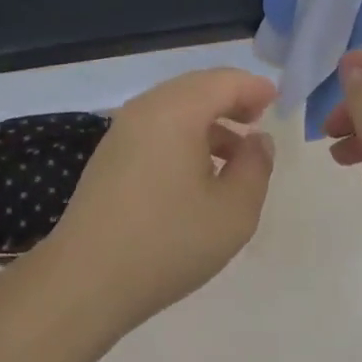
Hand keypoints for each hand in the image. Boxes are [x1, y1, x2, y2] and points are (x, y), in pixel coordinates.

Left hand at [39, 68, 276, 333]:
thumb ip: (255, 168)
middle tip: (258, 119)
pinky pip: (156, 126)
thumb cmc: (167, 242)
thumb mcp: (232, 212)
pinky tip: (197, 170)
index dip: (253, 87)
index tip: (276, 101)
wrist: (85, 280)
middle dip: (230, 98)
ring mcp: (122, 129)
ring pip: (174, 106)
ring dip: (208, 119)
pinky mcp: (110, 154)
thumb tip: (258, 140)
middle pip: (196, 87)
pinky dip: (183, 133)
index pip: (223, 81)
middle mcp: (146, 108)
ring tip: (235, 152)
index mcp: (176, 110)